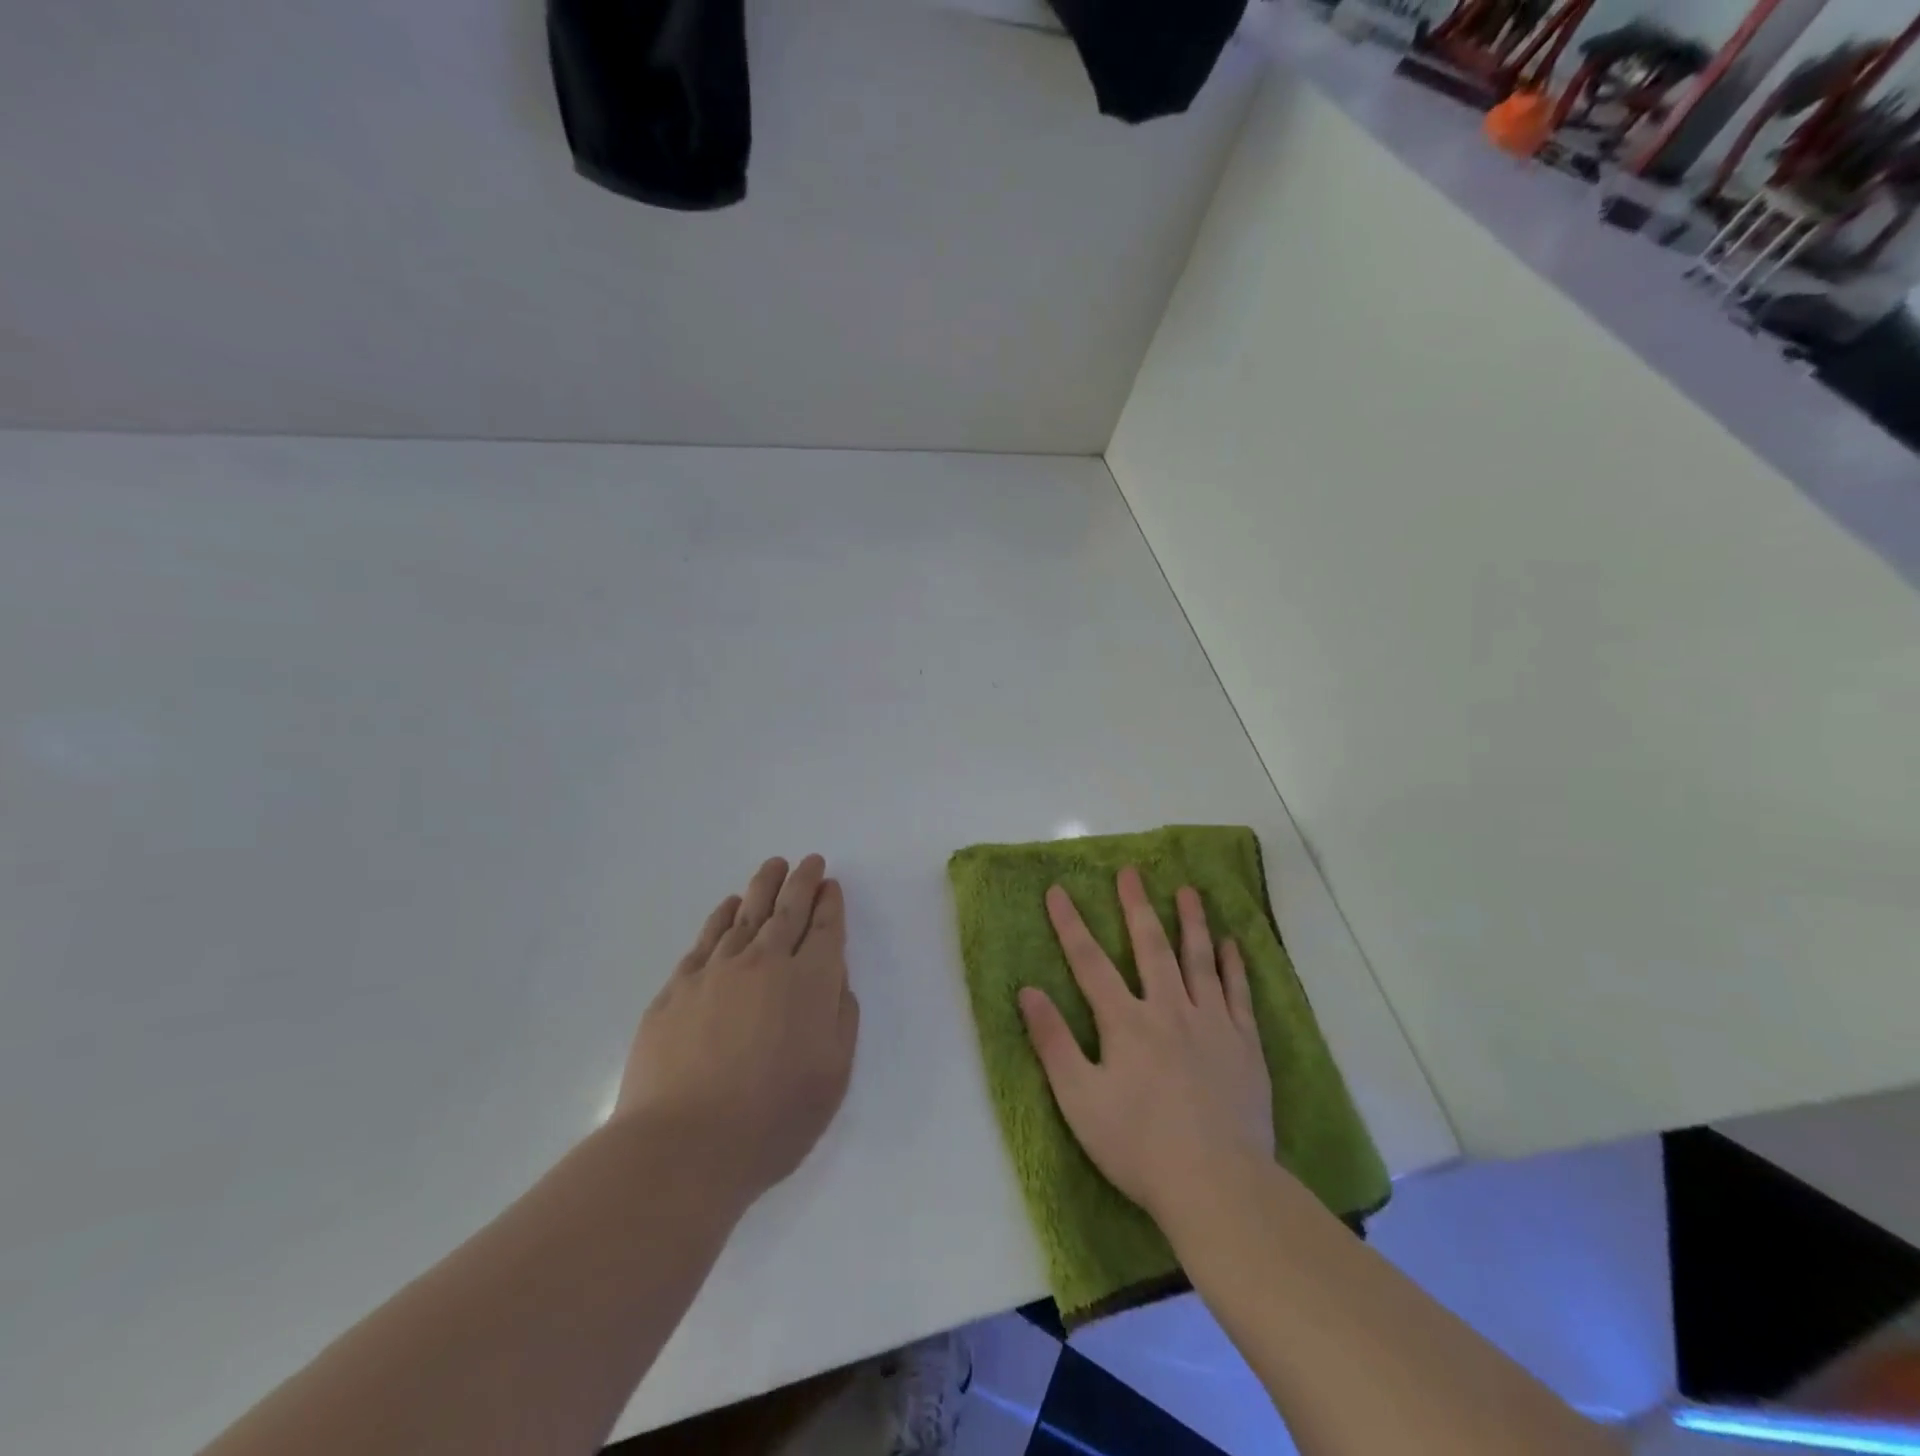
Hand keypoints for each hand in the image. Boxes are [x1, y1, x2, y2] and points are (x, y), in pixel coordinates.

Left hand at [617, 855, 859, 1207]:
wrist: (683, 1147)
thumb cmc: (772, 1120)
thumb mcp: (833, 1076)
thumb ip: (841, 1019)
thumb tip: (835, 980)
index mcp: (810, 983)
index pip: (825, 929)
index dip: (831, 904)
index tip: (831, 885)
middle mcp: (766, 963)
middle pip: (788, 910)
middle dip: (802, 883)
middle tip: (810, 862)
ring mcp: (717, 971)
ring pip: (746, 915)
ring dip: (763, 887)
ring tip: (774, 867)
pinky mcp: (678, 987)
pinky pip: (707, 938)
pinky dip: (722, 916)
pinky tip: (729, 906)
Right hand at [1019, 867, 1274, 1223]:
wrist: (1218, 1184)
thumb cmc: (1138, 1145)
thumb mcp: (1079, 1099)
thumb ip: (1053, 1041)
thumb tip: (1028, 990)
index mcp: (1126, 1021)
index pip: (1089, 961)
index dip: (1070, 924)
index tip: (1058, 890)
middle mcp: (1169, 1009)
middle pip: (1150, 946)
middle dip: (1135, 906)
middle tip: (1131, 872)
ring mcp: (1212, 1023)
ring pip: (1198, 959)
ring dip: (1191, 922)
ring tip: (1188, 891)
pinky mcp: (1244, 1045)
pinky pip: (1238, 993)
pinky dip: (1233, 965)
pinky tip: (1230, 943)